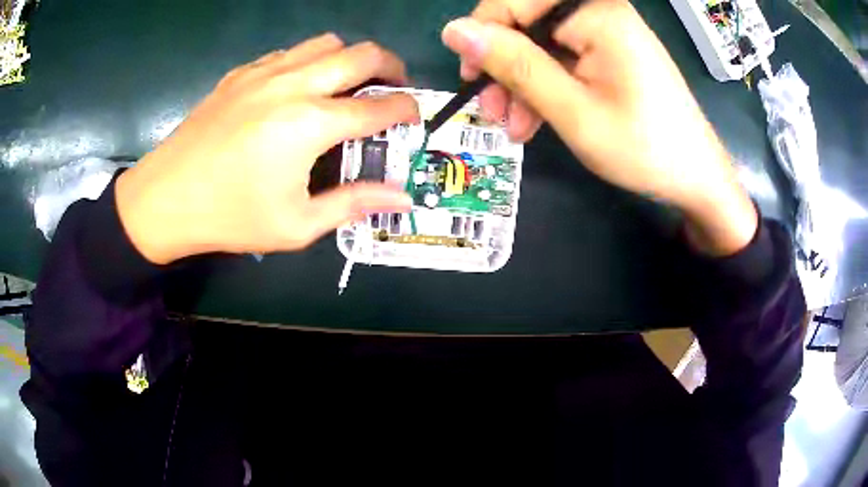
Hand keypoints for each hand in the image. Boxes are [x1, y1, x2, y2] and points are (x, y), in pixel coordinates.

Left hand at [116, 34, 419, 263]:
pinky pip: (288, 53)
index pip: (379, 107)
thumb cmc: (230, 217)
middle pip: (362, 54)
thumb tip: (401, 196)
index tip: (414, 117)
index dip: (407, 110)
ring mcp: (263, 73)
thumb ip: (353, 204)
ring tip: (347, 84)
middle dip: (391, 66)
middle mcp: (293, 85)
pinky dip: (308, 62)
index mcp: (311, 124)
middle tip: (394, 86)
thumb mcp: (296, 225)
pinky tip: (298, 88)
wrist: (164, 199)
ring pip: (325, 43)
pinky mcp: (240, 74)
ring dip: (348, 58)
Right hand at [442, 0, 757, 255]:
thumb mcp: (573, 110)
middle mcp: (600, 10)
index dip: (483, 37)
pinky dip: (545, 86)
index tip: (470, 81)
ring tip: (516, 128)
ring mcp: (607, 30)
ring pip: (541, 44)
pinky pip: (563, 58)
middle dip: (504, 67)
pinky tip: (536, 118)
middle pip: (527, 23)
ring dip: (522, 83)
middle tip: (492, 113)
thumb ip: (514, 65)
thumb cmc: (643, 148)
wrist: (696, 178)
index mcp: (596, 12)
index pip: (513, 3)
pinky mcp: (611, 50)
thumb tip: (454, 31)